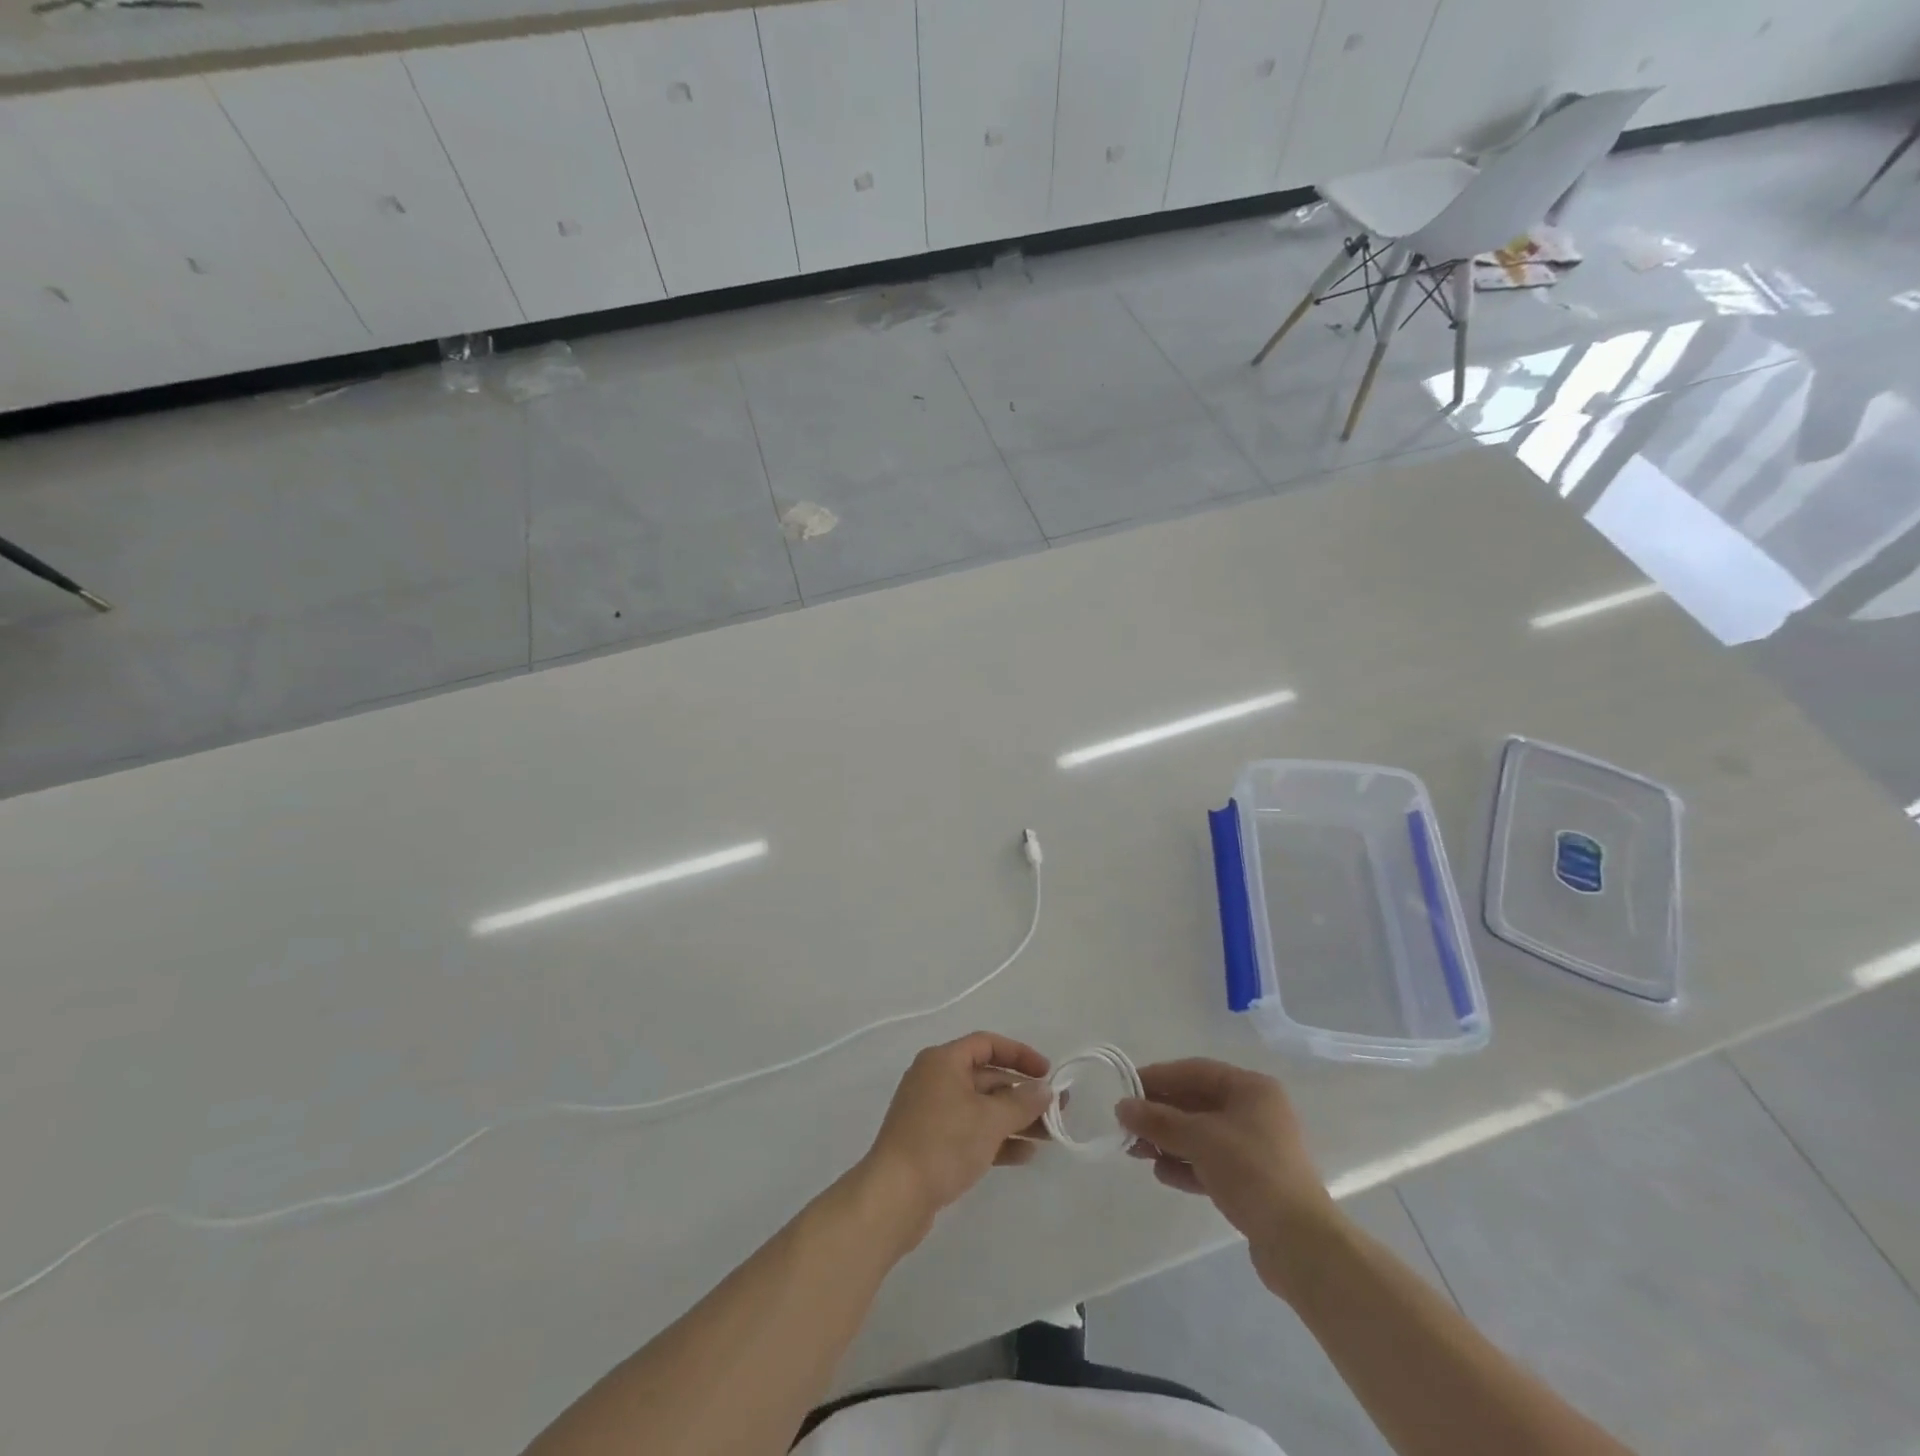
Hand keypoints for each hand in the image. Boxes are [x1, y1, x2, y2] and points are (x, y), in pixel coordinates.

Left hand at [853, 1032, 1052, 1248]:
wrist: (894, 1196)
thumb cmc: (943, 1143)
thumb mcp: (989, 1120)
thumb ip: (1022, 1102)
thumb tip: (1045, 1089)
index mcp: (943, 1061)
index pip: (987, 1044)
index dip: (1020, 1054)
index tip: (1047, 1072)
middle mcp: (936, 1079)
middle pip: (987, 1078)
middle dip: (1023, 1094)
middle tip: (1058, 1110)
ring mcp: (932, 1113)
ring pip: (981, 1108)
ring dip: (1014, 1120)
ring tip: (1049, 1136)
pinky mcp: (932, 1143)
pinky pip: (971, 1132)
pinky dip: (996, 1139)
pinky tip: (1025, 1155)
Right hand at [1116, 1059, 1337, 1294]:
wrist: (1300, 1244)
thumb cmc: (1251, 1172)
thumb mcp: (1199, 1138)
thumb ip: (1158, 1120)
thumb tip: (1122, 1107)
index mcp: (1251, 1089)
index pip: (1194, 1071)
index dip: (1158, 1078)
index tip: (1125, 1088)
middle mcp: (1256, 1112)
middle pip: (1197, 1103)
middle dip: (1160, 1114)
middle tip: (1127, 1126)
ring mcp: (1256, 1148)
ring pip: (1202, 1135)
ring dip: (1169, 1141)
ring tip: (1137, 1153)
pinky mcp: (1254, 1182)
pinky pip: (1211, 1162)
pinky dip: (1186, 1164)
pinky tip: (1162, 1174)